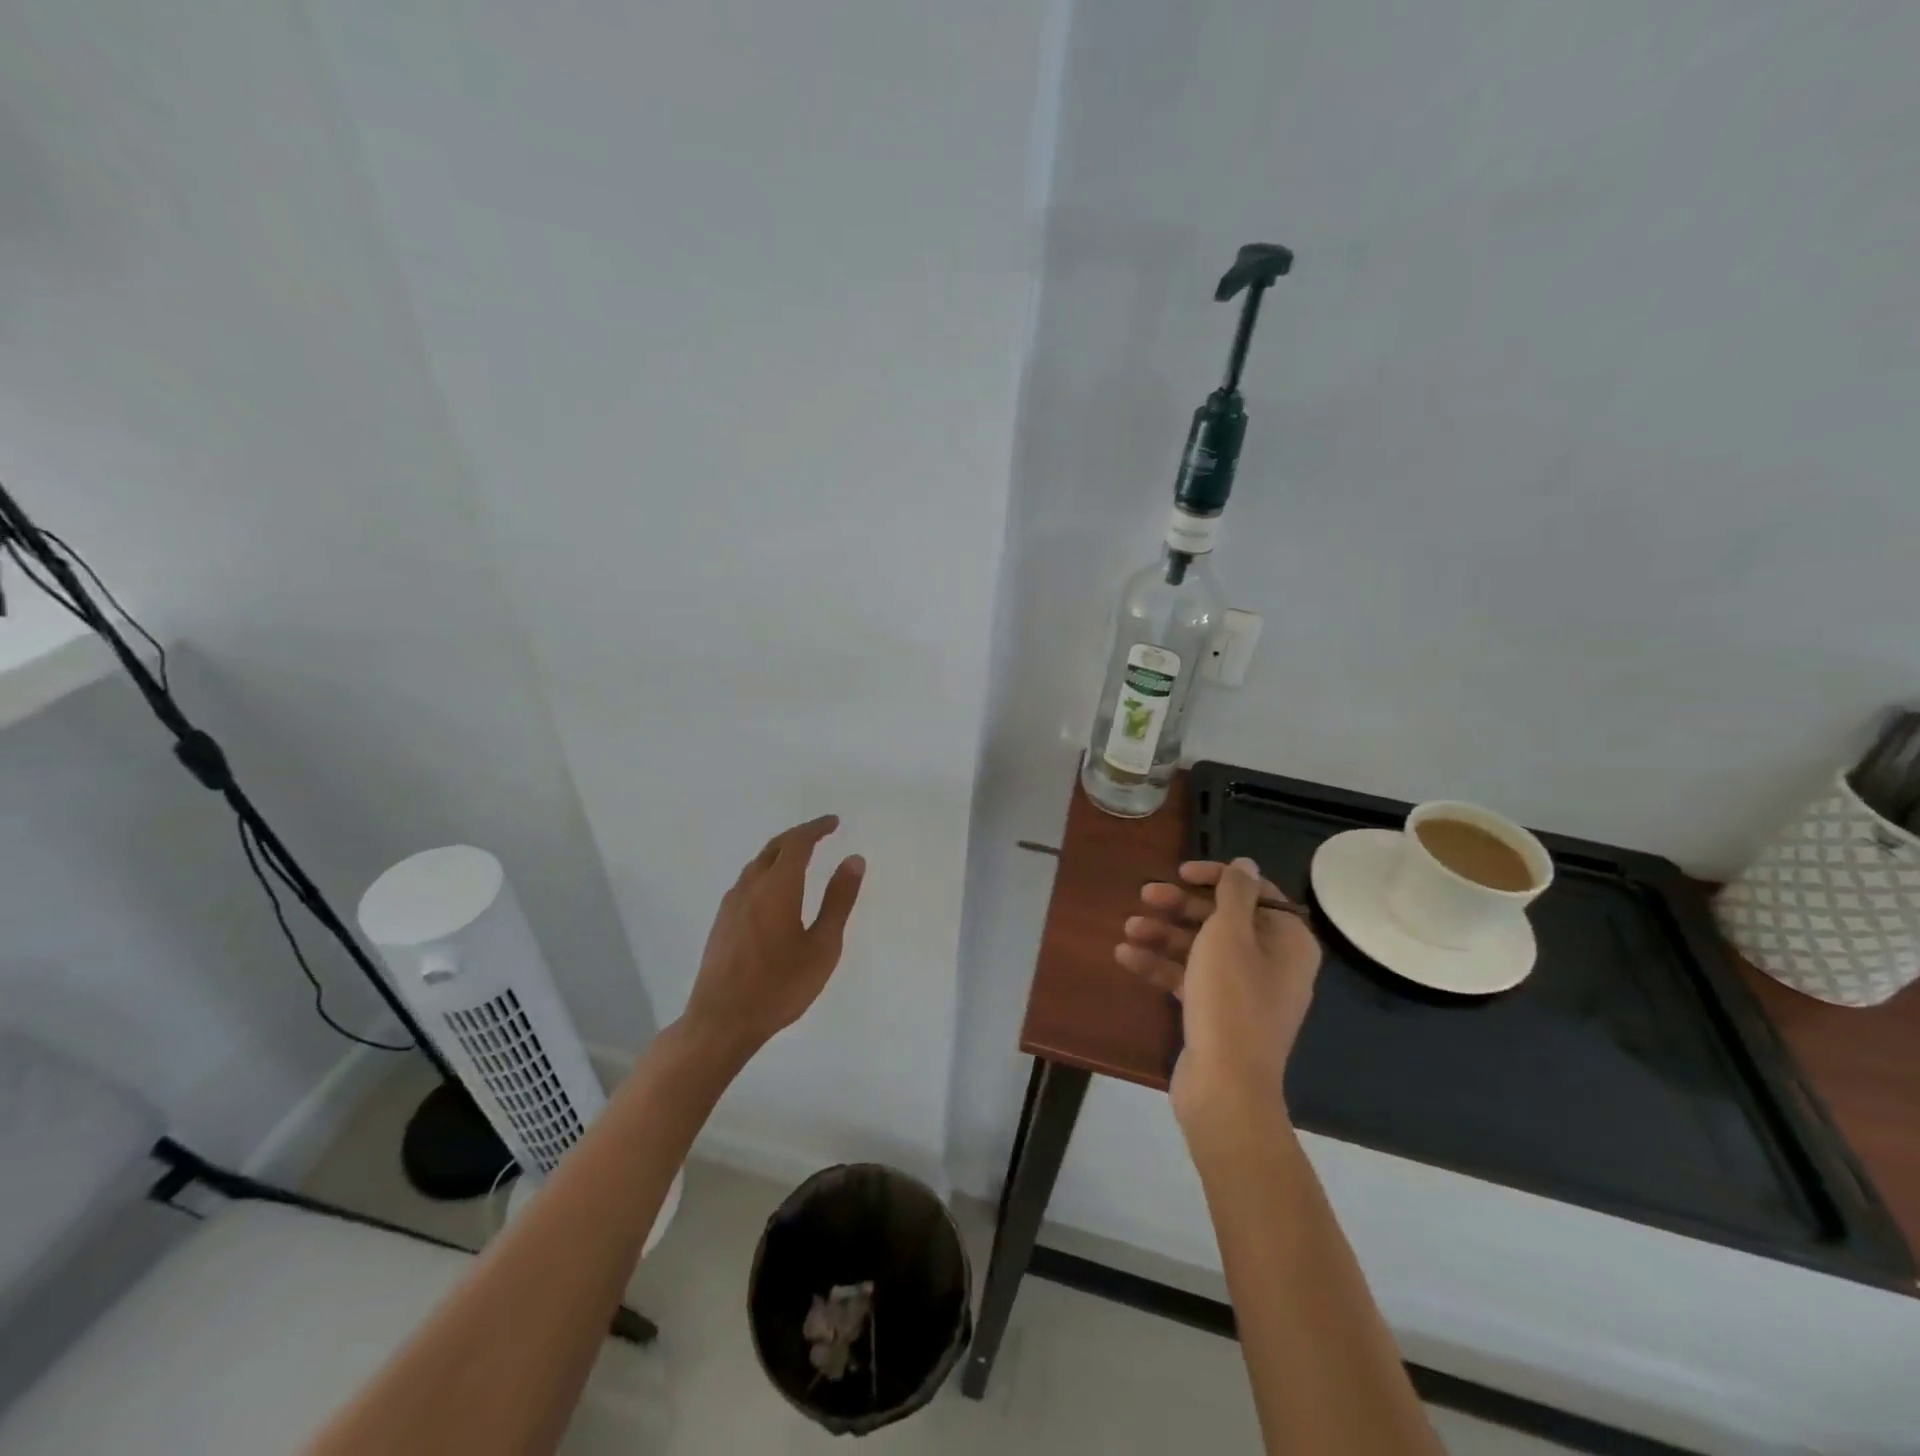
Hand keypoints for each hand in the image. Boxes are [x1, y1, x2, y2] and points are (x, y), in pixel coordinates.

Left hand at [682, 815, 864, 1060]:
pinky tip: (773, 890)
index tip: (834, 822)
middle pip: (774, 847)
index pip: (797, 843)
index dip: (816, 828)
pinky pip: (747, 881)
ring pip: (757, 864)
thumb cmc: (779, 986)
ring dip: (780, 852)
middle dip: (798, 836)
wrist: (721, 1021)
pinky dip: (766, 871)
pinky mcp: (721, 922)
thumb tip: (853, 859)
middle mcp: (750, 887)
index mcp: (777, 887)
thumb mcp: (822, 946)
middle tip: (820, 834)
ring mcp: (731, 905)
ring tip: (800, 858)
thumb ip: (838, 900)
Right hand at [1115, 857, 1320, 1129]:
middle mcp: (1272, 962)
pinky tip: (1125, 957)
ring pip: (1201, 948)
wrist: (1226, 1087)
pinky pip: (1190, 977)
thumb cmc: (1231, 1000)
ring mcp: (1244, 990)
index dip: (1215, 878)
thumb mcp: (1230, 935)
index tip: (1179, 872)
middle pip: (1222, 919)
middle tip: (1144, 895)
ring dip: (1164, 934)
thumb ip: (1235, 893)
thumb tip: (1246, 863)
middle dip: (1180, 906)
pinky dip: (1161, 965)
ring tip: (1127, 928)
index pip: (1253, 893)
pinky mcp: (1218, 1013)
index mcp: (1287, 940)